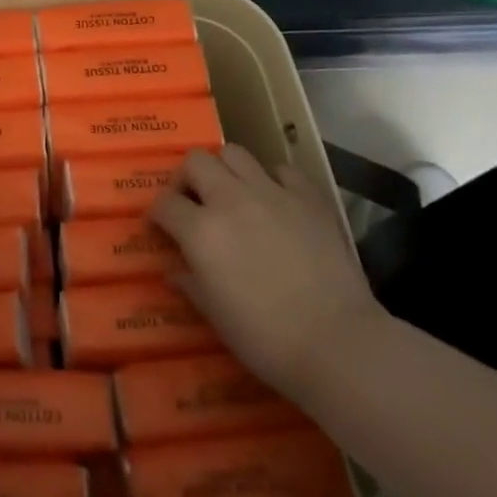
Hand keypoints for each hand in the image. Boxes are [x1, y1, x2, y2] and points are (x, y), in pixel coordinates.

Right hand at [150, 145, 384, 397]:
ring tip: (232, 194)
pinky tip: (275, 201)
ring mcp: (272, 193)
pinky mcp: (308, 198)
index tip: (161, 226)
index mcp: (201, 231)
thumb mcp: (215, 316)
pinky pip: (283, 171)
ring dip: (225, 170)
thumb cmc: (266, 338)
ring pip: (235, 153)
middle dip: (187, 178)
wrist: (338, 343)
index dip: (158, 213)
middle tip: (194, 202)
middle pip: (195, 161)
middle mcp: (230, 200)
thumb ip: (189, 283)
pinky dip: (273, 180)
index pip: (164, 203)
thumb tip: (173, 269)